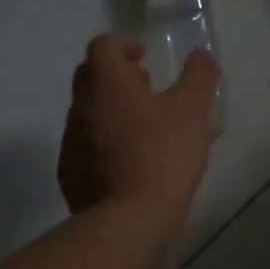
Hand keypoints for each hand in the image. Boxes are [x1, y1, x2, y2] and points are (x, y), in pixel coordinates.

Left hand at [58, 35, 219, 229]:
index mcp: (107, 83)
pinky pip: (86, 145)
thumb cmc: (162, 155)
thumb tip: (200, 55)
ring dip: (112, 110)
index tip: (146, 59)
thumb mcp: (193, 110)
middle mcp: (81, 106)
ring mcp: (71, 142)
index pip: (103, 45)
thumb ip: (199, 75)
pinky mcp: (70, 174)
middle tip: (147, 89)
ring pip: (88, 111)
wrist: (126, 223)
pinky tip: (132, 162)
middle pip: (91, 75)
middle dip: (117, 76)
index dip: (124, 45)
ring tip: (146, 129)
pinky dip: (105, 142)